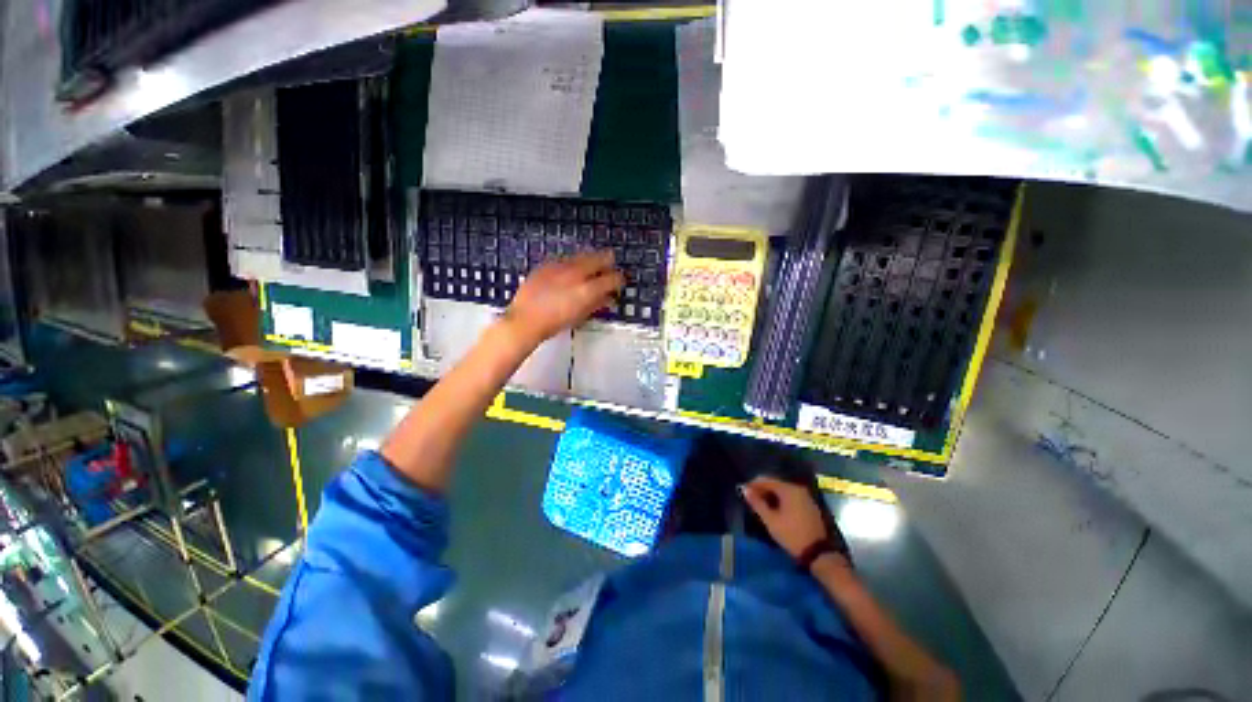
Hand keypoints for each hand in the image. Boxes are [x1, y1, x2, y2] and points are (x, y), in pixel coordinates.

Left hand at [502, 251, 624, 349]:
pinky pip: (566, 259)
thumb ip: (597, 304)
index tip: (619, 283)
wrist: (525, 320)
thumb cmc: (555, 323)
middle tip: (609, 269)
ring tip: (590, 270)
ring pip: (583, 255)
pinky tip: (569, 273)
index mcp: (588, 289)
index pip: (613, 278)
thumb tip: (608, 298)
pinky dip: (572, 264)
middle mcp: (577, 273)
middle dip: (608, 262)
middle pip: (601, 257)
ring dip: (591, 261)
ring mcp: (561, 266)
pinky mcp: (548, 264)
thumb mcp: (580, 316)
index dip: (619, 280)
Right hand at [741, 476, 829, 562]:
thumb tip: (745, 489)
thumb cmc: (791, 534)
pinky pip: (791, 497)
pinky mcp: (810, 506)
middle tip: (752, 500)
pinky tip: (776, 509)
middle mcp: (798, 489)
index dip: (753, 485)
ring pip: (783, 490)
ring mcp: (806, 497)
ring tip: (761, 505)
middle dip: (762, 490)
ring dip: (771, 495)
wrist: (819, 554)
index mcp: (788, 489)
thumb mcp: (770, 520)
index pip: (766, 480)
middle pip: (775, 483)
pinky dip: (781, 500)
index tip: (744, 492)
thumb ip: (757, 503)